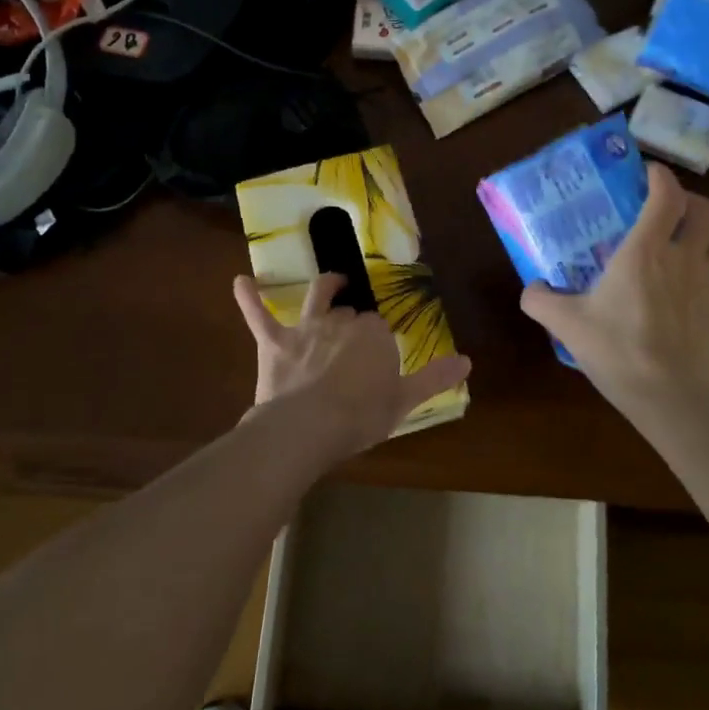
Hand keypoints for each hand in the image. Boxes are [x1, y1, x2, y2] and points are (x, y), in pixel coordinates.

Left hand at [232, 272, 471, 460]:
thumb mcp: (405, 401)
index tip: (379, 359)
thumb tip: (468, 361)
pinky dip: (249, 297)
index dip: (379, 342)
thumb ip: (435, 377)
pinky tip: (240, 281)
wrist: (307, 428)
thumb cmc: (360, 417)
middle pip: (351, 313)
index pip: (380, 329)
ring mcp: (306, 329)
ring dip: (325, 287)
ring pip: (317, 298)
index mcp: (374, 336)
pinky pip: (258, 314)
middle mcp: (342, 322)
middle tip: (355, 342)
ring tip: (332, 282)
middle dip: (354, 320)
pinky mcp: (274, 342)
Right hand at [520, 161, 708, 411]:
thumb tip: (531, 288)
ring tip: (678, 247)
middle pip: (706, 209)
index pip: (666, 194)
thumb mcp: (567, 325)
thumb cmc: (618, 351)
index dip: (660, 176)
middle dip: (689, 201)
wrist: (673, 398)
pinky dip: (707, 271)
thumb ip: (541, 301)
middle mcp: (685, 257)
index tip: (647, 173)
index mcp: (646, 250)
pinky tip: (688, 290)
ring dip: (701, 234)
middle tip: (667, 210)